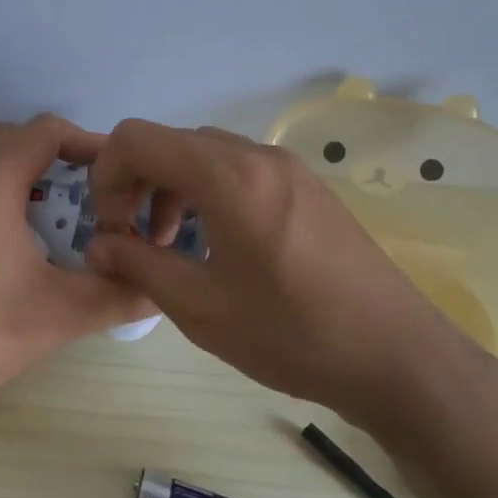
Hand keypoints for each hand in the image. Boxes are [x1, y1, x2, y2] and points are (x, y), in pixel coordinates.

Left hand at [0, 115, 156, 414]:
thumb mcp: (60, 314)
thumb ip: (119, 295)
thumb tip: (161, 289)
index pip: (46, 131)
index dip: (89, 143)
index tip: (118, 176)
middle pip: (16, 139)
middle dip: (59, 158)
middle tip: (94, 196)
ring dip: (29, 176)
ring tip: (63, 218)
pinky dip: (3, 195)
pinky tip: (23, 243)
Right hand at [83, 120, 477, 433]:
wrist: (399, 358)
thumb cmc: (292, 335)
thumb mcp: (200, 308)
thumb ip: (137, 265)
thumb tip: (97, 245)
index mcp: (227, 176)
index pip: (136, 139)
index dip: (106, 176)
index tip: (111, 228)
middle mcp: (256, 155)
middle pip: (168, 141)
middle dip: (135, 182)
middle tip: (132, 238)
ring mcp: (287, 166)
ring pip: (202, 153)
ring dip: (169, 187)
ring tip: (169, 242)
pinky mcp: (306, 185)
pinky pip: (236, 168)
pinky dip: (205, 191)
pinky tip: (214, 242)